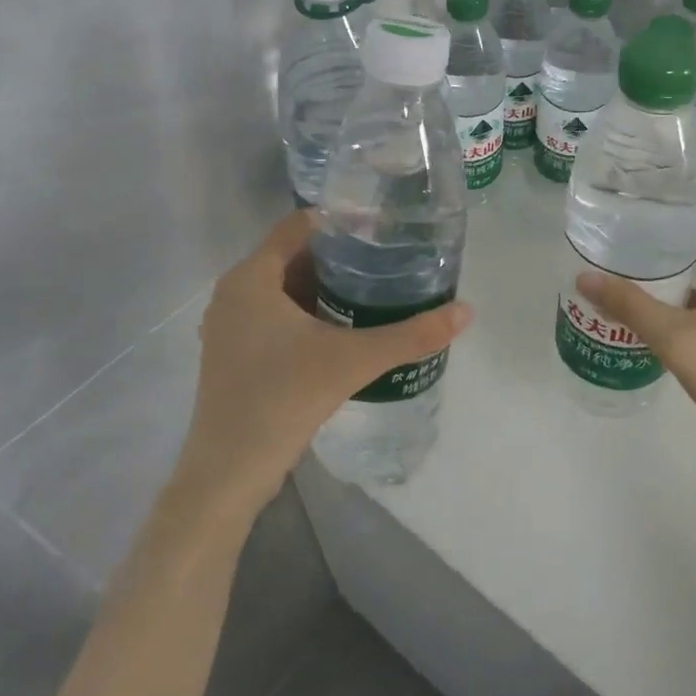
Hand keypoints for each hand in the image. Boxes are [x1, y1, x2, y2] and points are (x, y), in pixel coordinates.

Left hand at [178, 210, 472, 513]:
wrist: (228, 473)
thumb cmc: (282, 400)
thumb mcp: (353, 361)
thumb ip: (411, 335)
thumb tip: (466, 311)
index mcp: (251, 278)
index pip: (299, 226)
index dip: (341, 221)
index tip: (382, 229)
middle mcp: (234, 293)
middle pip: (293, 256)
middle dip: (340, 257)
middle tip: (387, 260)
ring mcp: (230, 325)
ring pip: (284, 288)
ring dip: (324, 287)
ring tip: (374, 289)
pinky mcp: (234, 353)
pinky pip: (275, 314)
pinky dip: (307, 312)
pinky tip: (343, 328)